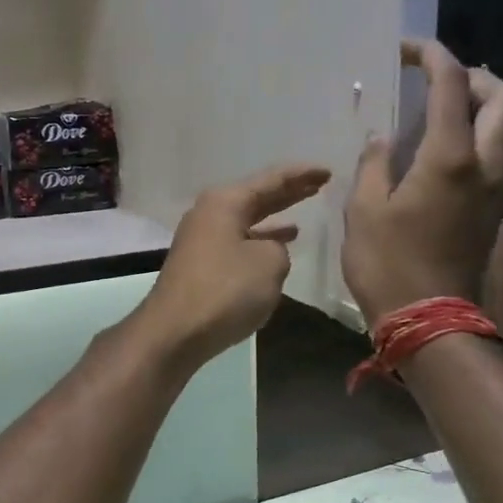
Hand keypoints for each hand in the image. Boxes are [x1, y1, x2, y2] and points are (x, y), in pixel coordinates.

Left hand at [131, 163, 332, 369]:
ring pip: (246, 222)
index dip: (302, 175)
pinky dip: (259, 243)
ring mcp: (201, 241)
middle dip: (288, 193)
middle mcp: (209, 214)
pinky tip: (275, 252)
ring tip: (302, 219)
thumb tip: (267, 250)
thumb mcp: (269, 263)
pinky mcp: (200, 267)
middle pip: (256, 197)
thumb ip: (278, 248)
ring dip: (273, 220)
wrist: (175, 332)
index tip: (328, 171)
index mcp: (225, 202)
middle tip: (319, 186)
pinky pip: (238, 244)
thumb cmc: (225, 290)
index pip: (271, 179)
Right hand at [343, 39, 502, 325]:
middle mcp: (484, 164)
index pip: (452, 86)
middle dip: (474, 75)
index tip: (409, 48)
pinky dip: (480, 132)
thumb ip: (373, 165)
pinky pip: (498, 152)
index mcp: (449, 157)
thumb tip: (382, 139)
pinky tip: (445, 145)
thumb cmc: (388, 265)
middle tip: (438, 77)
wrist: (429, 320)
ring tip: (443, 106)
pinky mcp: (493, 207)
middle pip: (502, 98)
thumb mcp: (364, 211)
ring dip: (482, 103)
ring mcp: (495, 187)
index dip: (433, 57)